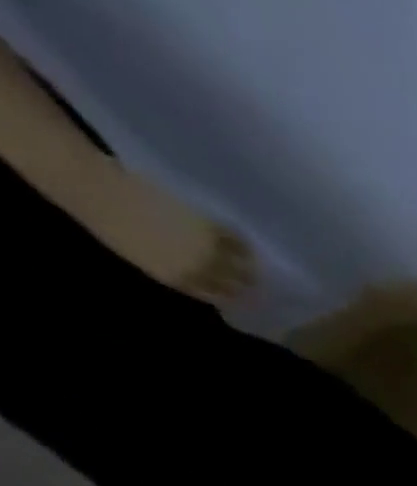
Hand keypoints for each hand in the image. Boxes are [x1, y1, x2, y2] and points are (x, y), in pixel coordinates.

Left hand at [95, 169, 256, 304]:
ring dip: (250, 266)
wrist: (93, 188)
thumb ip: (175, 271)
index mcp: (178, 278)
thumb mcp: (141, 257)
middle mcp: (199, 268)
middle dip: (247, 284)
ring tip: (253, 263)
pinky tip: (242, 242)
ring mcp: (206, 247)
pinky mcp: (208, 225)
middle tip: (255, 282)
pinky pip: (236, 240)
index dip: (235, 298)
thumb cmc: (106, 222)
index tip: (244, 297)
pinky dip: (242, 244)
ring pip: (243, 264)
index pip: (220, 296)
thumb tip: (203, 278)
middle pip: (237, 283)